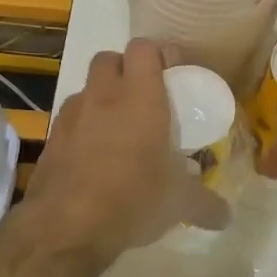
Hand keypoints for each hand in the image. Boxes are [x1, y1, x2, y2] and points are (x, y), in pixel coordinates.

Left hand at [20, 39, 228, 267]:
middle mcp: (102, 96)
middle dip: (125, 69)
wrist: (65, 228)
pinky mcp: (51, 139)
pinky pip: (70, 119)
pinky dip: (83, 127)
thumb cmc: (131, 200)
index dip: (159, 53)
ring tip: (118, 129)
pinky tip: (94, 157)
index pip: (144, 48)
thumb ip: (206, 204)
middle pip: (109, 58)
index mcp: (139, 97)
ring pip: (86, 88)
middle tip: (144, 96)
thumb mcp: (178, 203)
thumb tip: (225, 215)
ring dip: (102, 97)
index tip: (173, 74)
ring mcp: (70, 115)